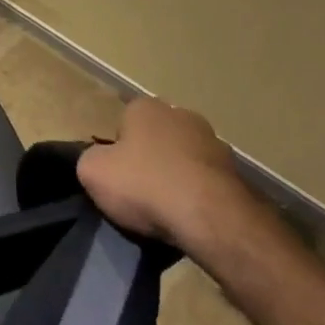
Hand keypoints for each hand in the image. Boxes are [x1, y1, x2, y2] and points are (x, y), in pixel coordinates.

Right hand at [77, 95, 258, 246]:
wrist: (210, 217)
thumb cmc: (145, 185)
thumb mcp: (92, 171)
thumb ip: (89, 158)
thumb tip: (100, 160)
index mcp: (145, 106)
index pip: (123, 122)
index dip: (117, 149)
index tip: (117, 175)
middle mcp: (181, 113)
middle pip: (156, 136)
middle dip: (149, 157)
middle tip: (140, 190)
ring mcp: (213, 141)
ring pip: (184, 157)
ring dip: (176, 174)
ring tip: (168, 209)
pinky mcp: (235, 171)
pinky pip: (206, 180)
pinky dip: (198, 193)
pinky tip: (190, 216)